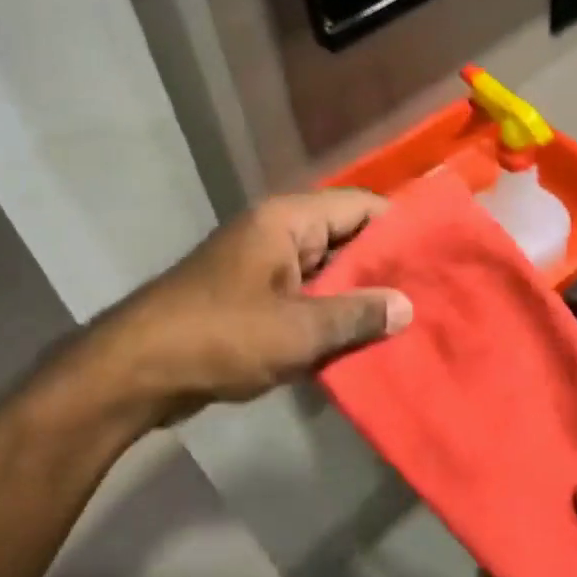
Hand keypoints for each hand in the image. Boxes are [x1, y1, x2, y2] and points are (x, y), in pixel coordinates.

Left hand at [62, 190, 411, 431]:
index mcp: (288, 221)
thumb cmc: (221, 336)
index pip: (360, 206)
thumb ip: (357, 315)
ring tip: (409, 317)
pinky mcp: (253, 297)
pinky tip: (363, 338)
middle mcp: (277, 232)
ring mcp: (263, 265)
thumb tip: (406, 306)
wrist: (137, 370)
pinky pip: (305, 296)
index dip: (400, 227)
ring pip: (327, 270)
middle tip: (432, 291)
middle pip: (345, 236)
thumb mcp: (297, 329)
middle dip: (384, 266)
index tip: (439, 253)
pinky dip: (330, 312)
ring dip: (358, 294)